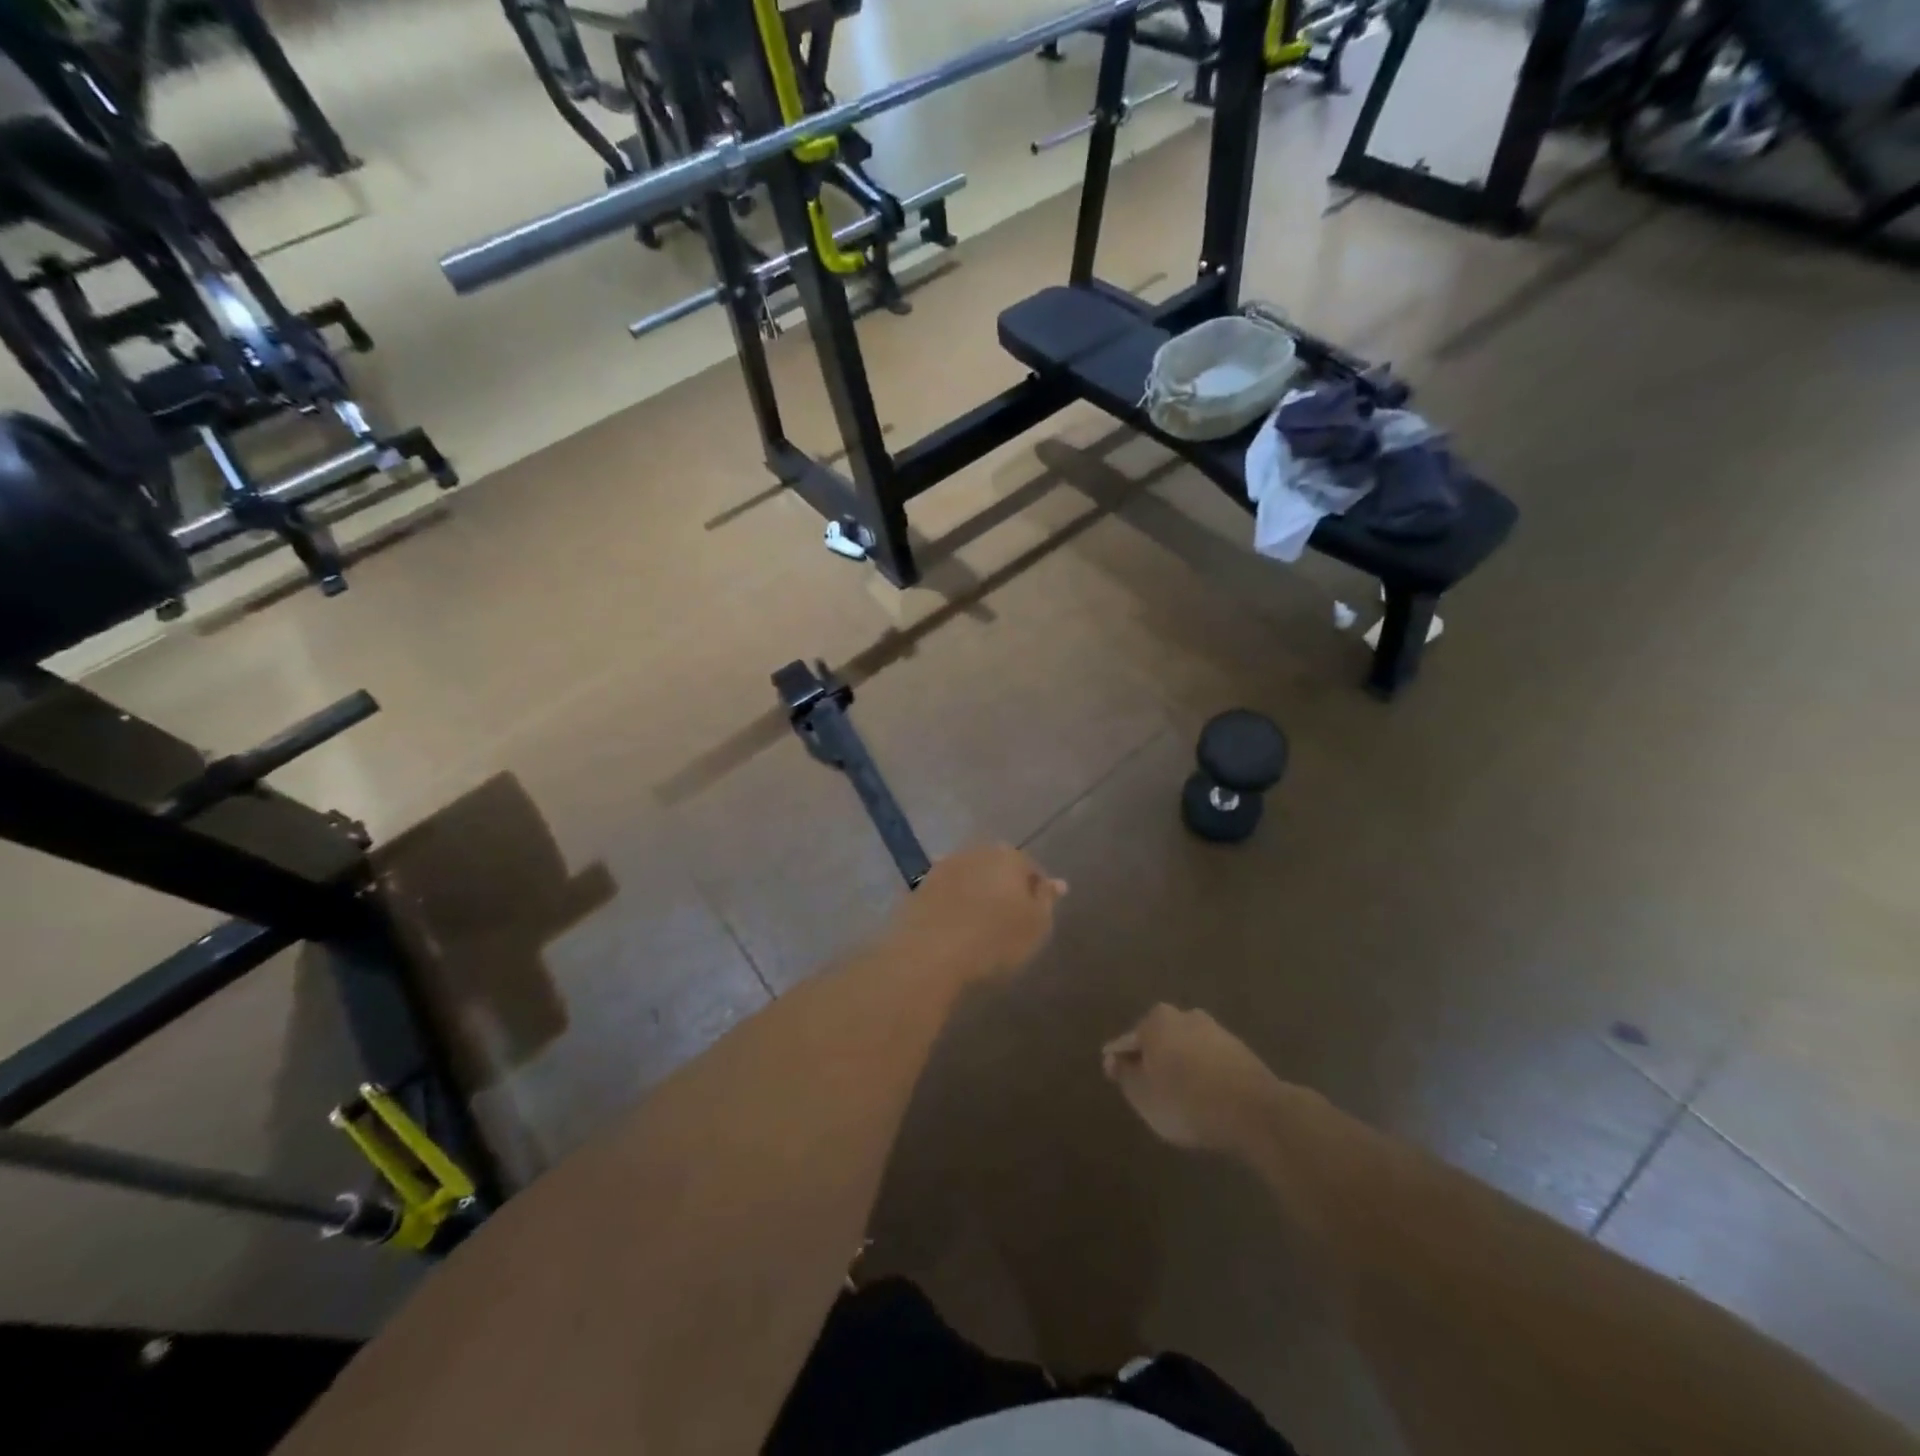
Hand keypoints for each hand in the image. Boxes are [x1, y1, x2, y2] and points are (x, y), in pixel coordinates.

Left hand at [886, 844, 1066, 984]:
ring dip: (977, 892)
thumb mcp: (1036, 926)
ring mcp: (945, 866)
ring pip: (971, 876)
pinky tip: (956, 923)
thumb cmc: (994, 940)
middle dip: (1005, 886)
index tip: (1035, 916)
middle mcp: (977, 852)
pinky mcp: (921, 886)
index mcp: (1010, 857)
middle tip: (1009, 918)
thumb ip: (1047, 900)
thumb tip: (1057, 883)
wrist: (930, 953)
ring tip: (981, 923)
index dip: (1036, 892)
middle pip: (998, 867)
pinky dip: (954, 903)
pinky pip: (948, 891)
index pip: (1031, 868)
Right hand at [1103, 1005, 1282, 1153]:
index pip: (1127, 1041)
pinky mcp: (1240, 1051)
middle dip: (1151, 1058)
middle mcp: (1185, 1016)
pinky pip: (1209, 1061)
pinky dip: (1202, 1074)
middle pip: (1158, 1039)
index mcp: (1156, 1021)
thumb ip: (1124, 1075)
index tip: (1113, 1077)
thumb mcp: (1142, 1095)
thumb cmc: (1185, 1100)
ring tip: (1176, 1094)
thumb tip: (1115, 1060)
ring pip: (1186, 1048)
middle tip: (1146, 1086)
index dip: (1117, 1061)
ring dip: (1179, 1065)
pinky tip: (1202, 1095)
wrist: (1253, 1111)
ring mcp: (1216, 1031)